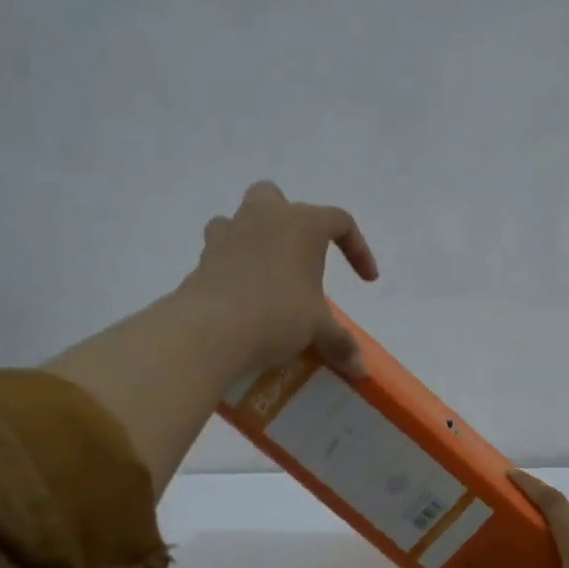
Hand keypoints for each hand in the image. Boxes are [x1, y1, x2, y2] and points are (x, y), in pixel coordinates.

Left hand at [177, 181, 379, 377]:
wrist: (212, 329)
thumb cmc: (278, 314)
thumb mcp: (318, 329)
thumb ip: (341, 342)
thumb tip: (361, 369)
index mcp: (302, 224)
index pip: (340, 221)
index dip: (359, 249)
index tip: (366, 281)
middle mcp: (264, 217)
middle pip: (277, 198)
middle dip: (289, 219)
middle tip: (301, 254)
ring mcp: (228, 234)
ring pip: (241, 219)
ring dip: (255, 237)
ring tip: (267, 272)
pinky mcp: (202, 258)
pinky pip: (221, 251)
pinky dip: (233, 265)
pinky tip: (242, 294)